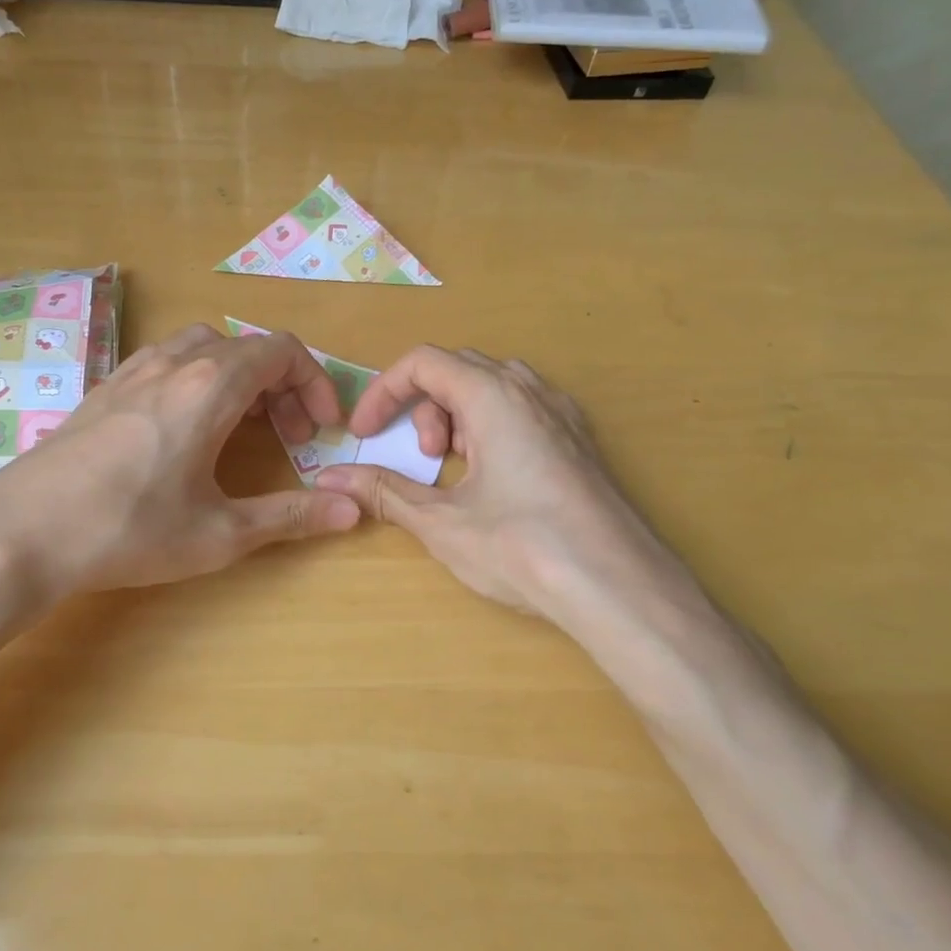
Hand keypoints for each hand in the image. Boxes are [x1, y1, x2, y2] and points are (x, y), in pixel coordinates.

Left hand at [0, 325, 361, 607]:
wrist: (20, 533)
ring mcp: (133, 370)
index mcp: (211, 385)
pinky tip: (186, 429)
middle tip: (289, 438)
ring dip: (239, 378)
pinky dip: (198, 380)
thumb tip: (353, 509)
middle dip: (282, 386)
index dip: (314, 383)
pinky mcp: (105, 388)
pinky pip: (168, 361)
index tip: (321, 429)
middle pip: (247, 347)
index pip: (282, 350)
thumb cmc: (129, 530)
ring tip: (243, 428)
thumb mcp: (220, 532)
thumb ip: (291, 515)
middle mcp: (174, 362)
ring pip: (205, 349)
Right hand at [314, 347, 699, 634]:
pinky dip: (490, 428)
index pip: (423, 362)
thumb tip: (330, 478)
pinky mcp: (580, 441)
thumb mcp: (440, 520)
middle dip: (424, 405)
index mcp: (493, 395)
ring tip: (455, 469)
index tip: (366, 433)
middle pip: (458, 368)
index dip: (384, 392)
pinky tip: (495, 480)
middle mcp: (530, 390)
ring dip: (458, 415)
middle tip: (422, 456)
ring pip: (493, 388)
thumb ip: (382, 491)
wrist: (620, 588)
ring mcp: (562, 414)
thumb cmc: (522, 547)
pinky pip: (523, 410)